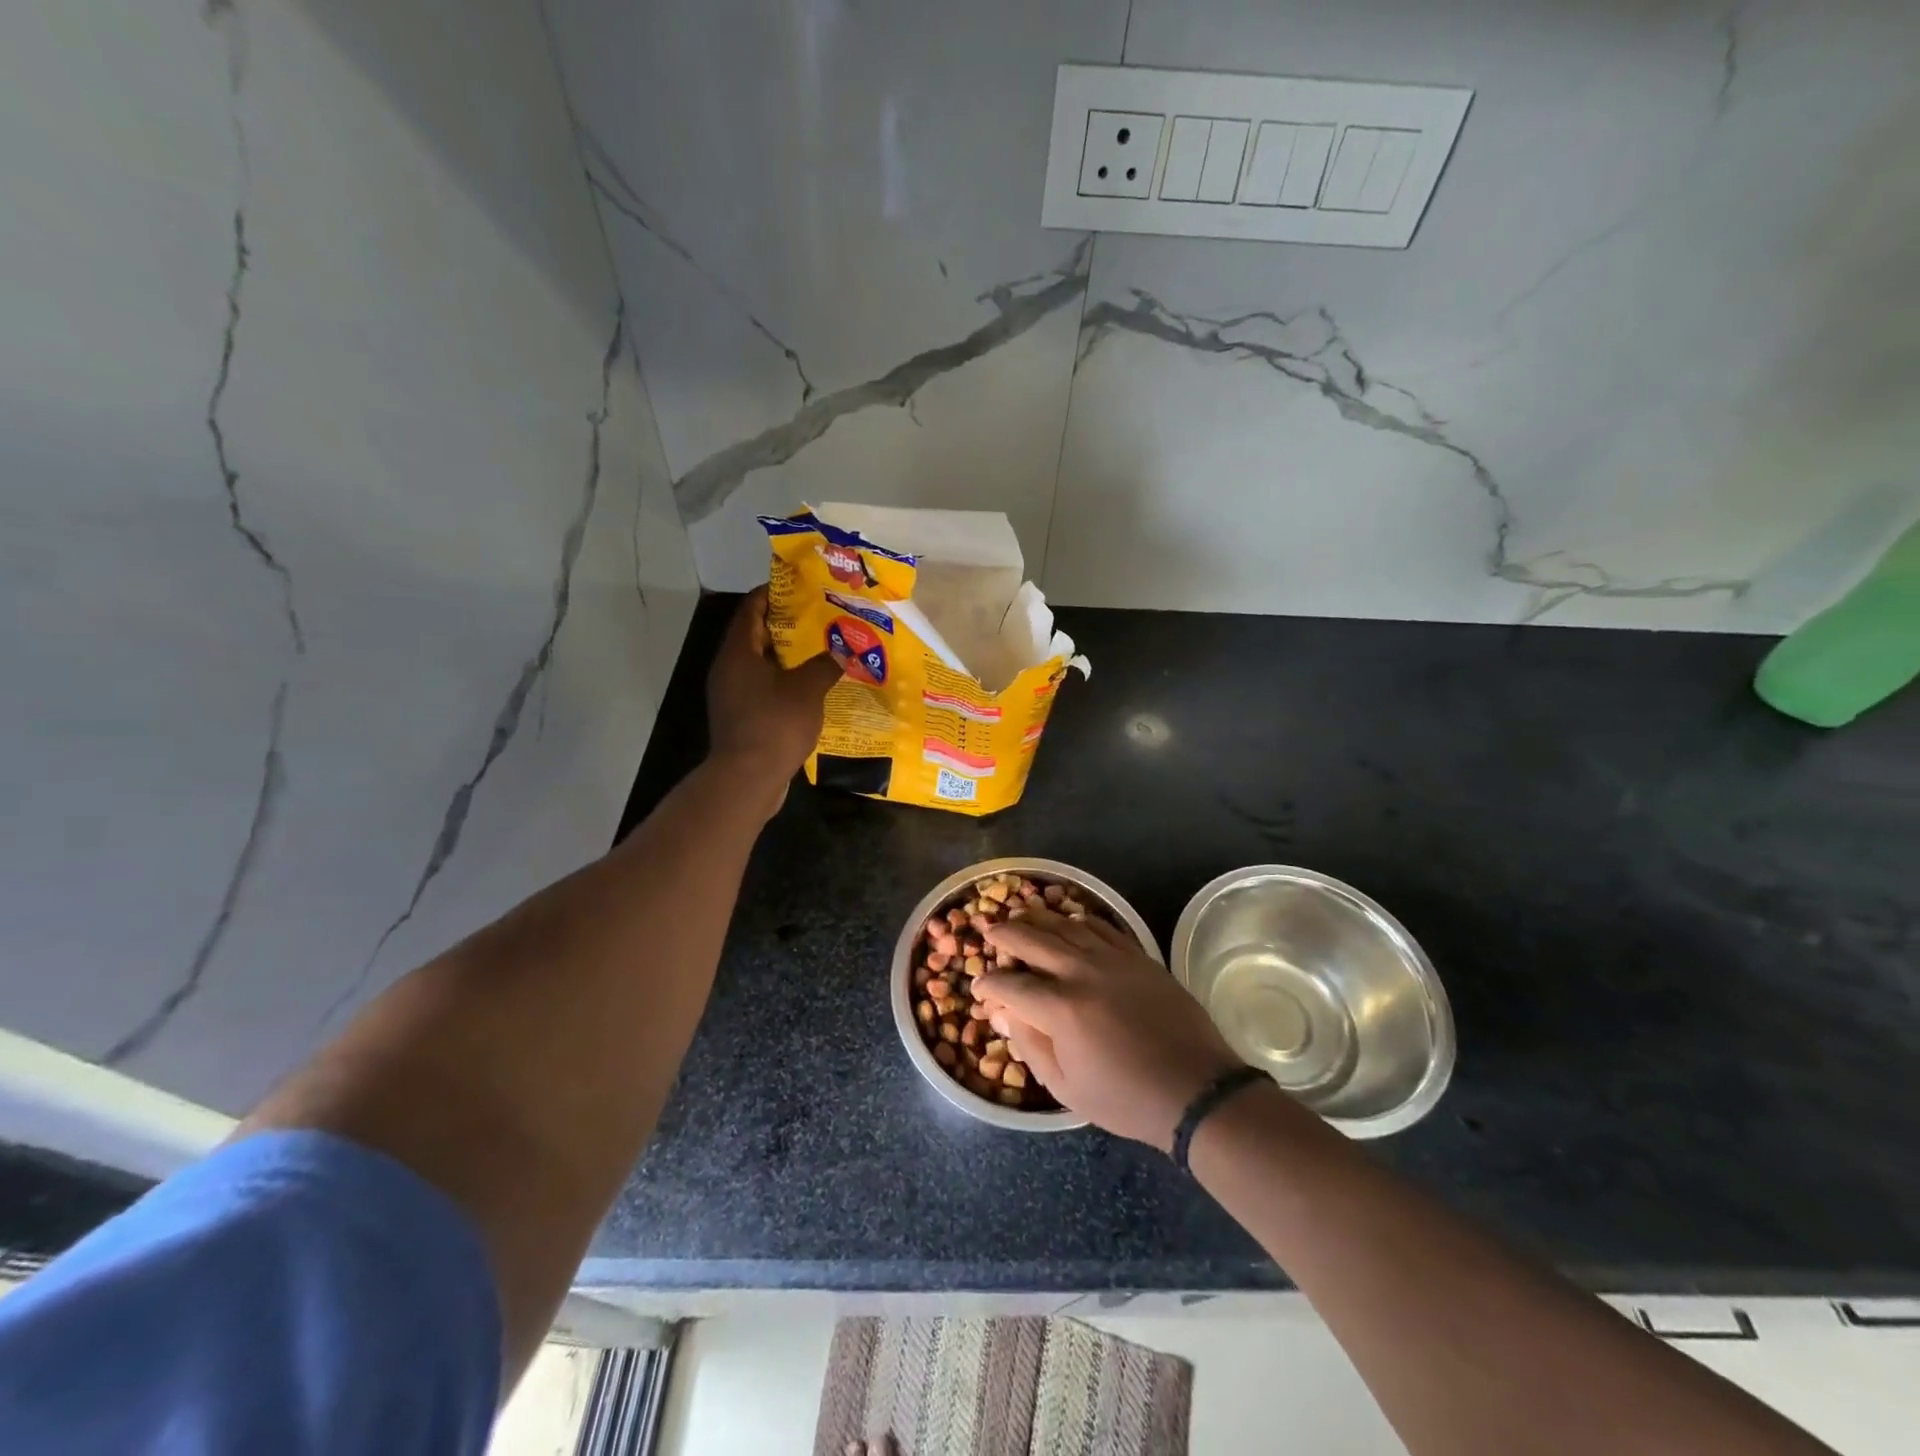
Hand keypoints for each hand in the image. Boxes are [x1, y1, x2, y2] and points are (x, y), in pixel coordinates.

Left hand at [706, 587, 842, 795]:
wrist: (748, 778)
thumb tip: (841, 652)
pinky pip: (764, 689)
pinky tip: (812, 687)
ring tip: (822, 650)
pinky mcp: (742, 717)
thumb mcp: (808, 689)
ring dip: (789, 657)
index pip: (751, 609)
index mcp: (738, 652)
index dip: (773, 593)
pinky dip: (785, 683)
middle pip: (756, 636)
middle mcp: (729, 669)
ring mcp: (732, 695)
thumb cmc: (775, 723)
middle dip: (787, 625)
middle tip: (820, 617)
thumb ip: (825, 665)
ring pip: (761, 665)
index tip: (799, 586)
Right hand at [975, 909, 1244, 1150]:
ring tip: (1021, 914)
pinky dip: (1079, 920)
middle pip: (1033, 940)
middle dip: (1005, 934)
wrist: (1195, 1089)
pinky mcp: (1138, 956)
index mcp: (1061, 1009)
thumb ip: (1031, 1047)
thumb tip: (1004, 1015)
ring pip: (1066, 925)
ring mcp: (1113, 959)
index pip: (1011, 986)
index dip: (989, 984)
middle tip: (989, 931)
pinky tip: (1069, 920)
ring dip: (1038, 918)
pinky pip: (1102, 927)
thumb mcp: (1067, 1088)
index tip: (979, 987)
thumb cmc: (1126, 1098)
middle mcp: (1083, 973)